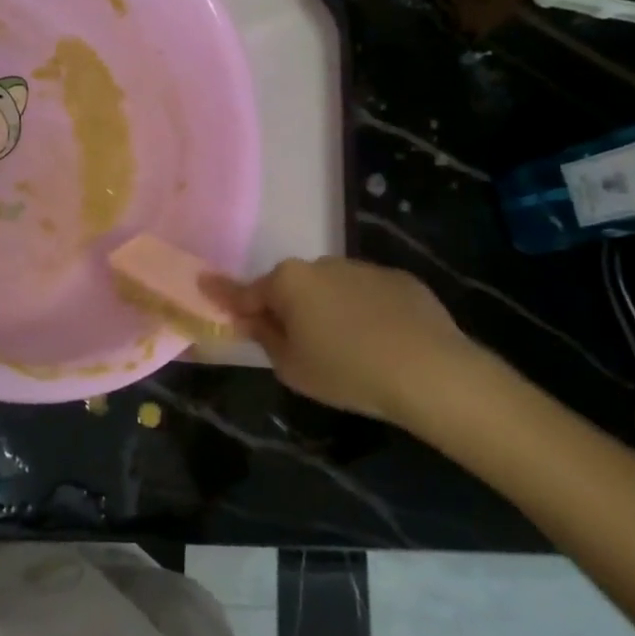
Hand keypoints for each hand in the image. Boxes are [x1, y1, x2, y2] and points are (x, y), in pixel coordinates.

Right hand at [206, 257, 485, 427]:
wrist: (429, 370)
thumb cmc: (346, 371)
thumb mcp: (291, 366)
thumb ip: (264, 337)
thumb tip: (250, 319)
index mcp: (289, 282)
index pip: (247, 291)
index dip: (225, 295)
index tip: (204, 284)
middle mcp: (321, 264)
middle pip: (292, 287)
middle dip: (289, 308)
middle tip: (298, 345)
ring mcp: (363, 267)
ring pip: (331, 289)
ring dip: (329, 309)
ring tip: (350, 348)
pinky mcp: (399, 278)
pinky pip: (368, 294)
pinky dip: (366, 311)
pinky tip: (382, 341)